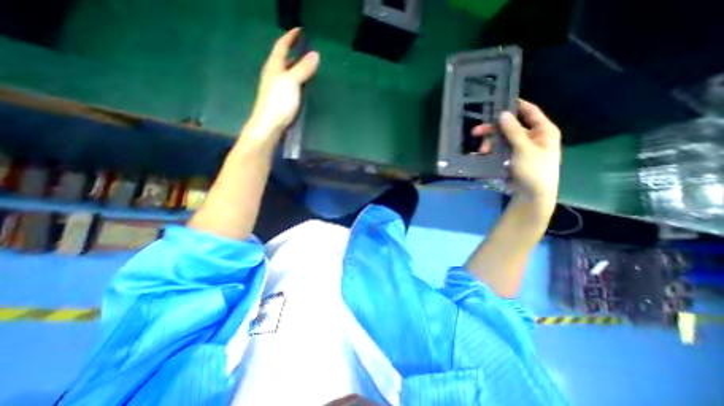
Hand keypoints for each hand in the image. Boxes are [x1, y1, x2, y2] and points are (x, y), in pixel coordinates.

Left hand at [246, 27, 318, 139]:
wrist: (269, 126)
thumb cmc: (279, 102)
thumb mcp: (291, 82)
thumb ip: (303, 69)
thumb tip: (315, 54)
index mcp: (274, 67)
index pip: (281, 46)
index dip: (290, 37)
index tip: (300, 30)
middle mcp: (273, 75)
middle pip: (284, 59)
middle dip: (294, 52)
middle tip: (307, 49)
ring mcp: (276, 88)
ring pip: (287, 73)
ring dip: (296, 67)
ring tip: (308, 66)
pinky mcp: (281, 100)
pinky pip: (290, 84)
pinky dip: (297, 80)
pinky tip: (304, 85)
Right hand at [473, 99, 561, 206]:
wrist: (531, 193)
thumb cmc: (534, 169)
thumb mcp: (524, 148)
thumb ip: (513, 131)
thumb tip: (503, 113)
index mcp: (542, 130)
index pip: (529, 111)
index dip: (515, 105)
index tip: (498, 102)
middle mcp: (531, 136)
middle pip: (509, 126)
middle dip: (493, 130)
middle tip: (476, 132)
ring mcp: (520, 147)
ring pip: (501, 139)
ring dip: (490, 143)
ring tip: (482, 151)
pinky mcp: (511, 157)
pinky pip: (499, 149)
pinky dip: (490, 151)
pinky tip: (482, 154)